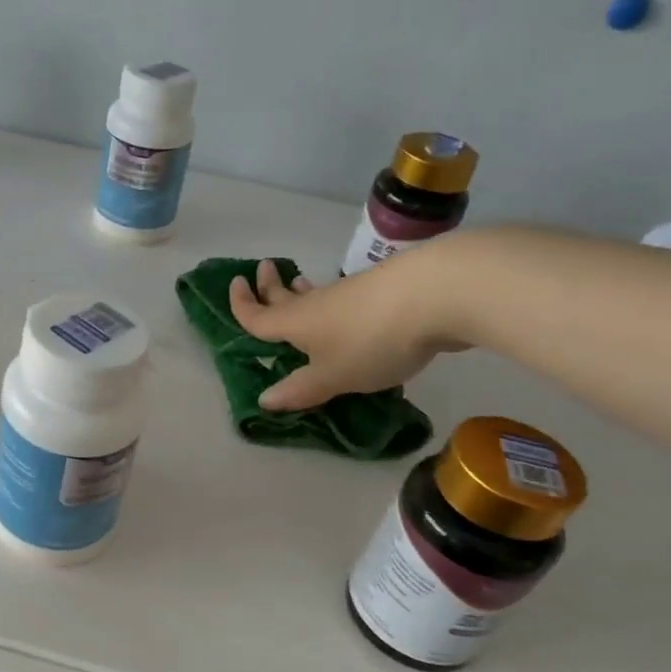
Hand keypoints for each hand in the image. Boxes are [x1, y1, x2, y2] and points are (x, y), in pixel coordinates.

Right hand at [229, 250, 465, 409]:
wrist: (437, 293)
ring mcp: (352, 295)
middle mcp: (317, 304)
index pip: (258, 315)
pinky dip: (335, 302)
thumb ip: (301, 389)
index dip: (241, 304)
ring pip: (317, 294)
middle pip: (285, 296)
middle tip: (262, 271)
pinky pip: (345, 299)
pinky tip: (348, 309)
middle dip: (270, 287)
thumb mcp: (333, 376)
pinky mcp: (383, 294)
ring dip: (303, 291)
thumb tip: (264, 400)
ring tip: (298, 285)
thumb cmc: (371, 340)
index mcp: (295, 323)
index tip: (233, 284)